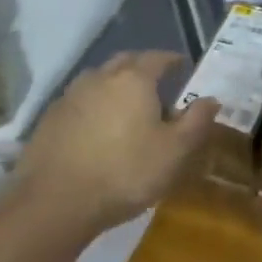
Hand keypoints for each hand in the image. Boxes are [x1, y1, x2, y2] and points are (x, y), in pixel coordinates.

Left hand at [6, 52, 217, 235]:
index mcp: (134, 79)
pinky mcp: (49, 119)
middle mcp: (101, 77)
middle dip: (143, 67)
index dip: (173, 60)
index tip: (183, 67)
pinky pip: (79, 101)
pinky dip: (92, 106)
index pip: (158, 57)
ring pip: (98, 79)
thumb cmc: (125, 173)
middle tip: (156, 84)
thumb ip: (197, 122)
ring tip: (125, 106)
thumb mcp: (174, 152)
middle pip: (126, 61)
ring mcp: (70, 96)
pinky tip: (96, 129)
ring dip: (114, 85)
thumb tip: (212, 99)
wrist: (54, 203)